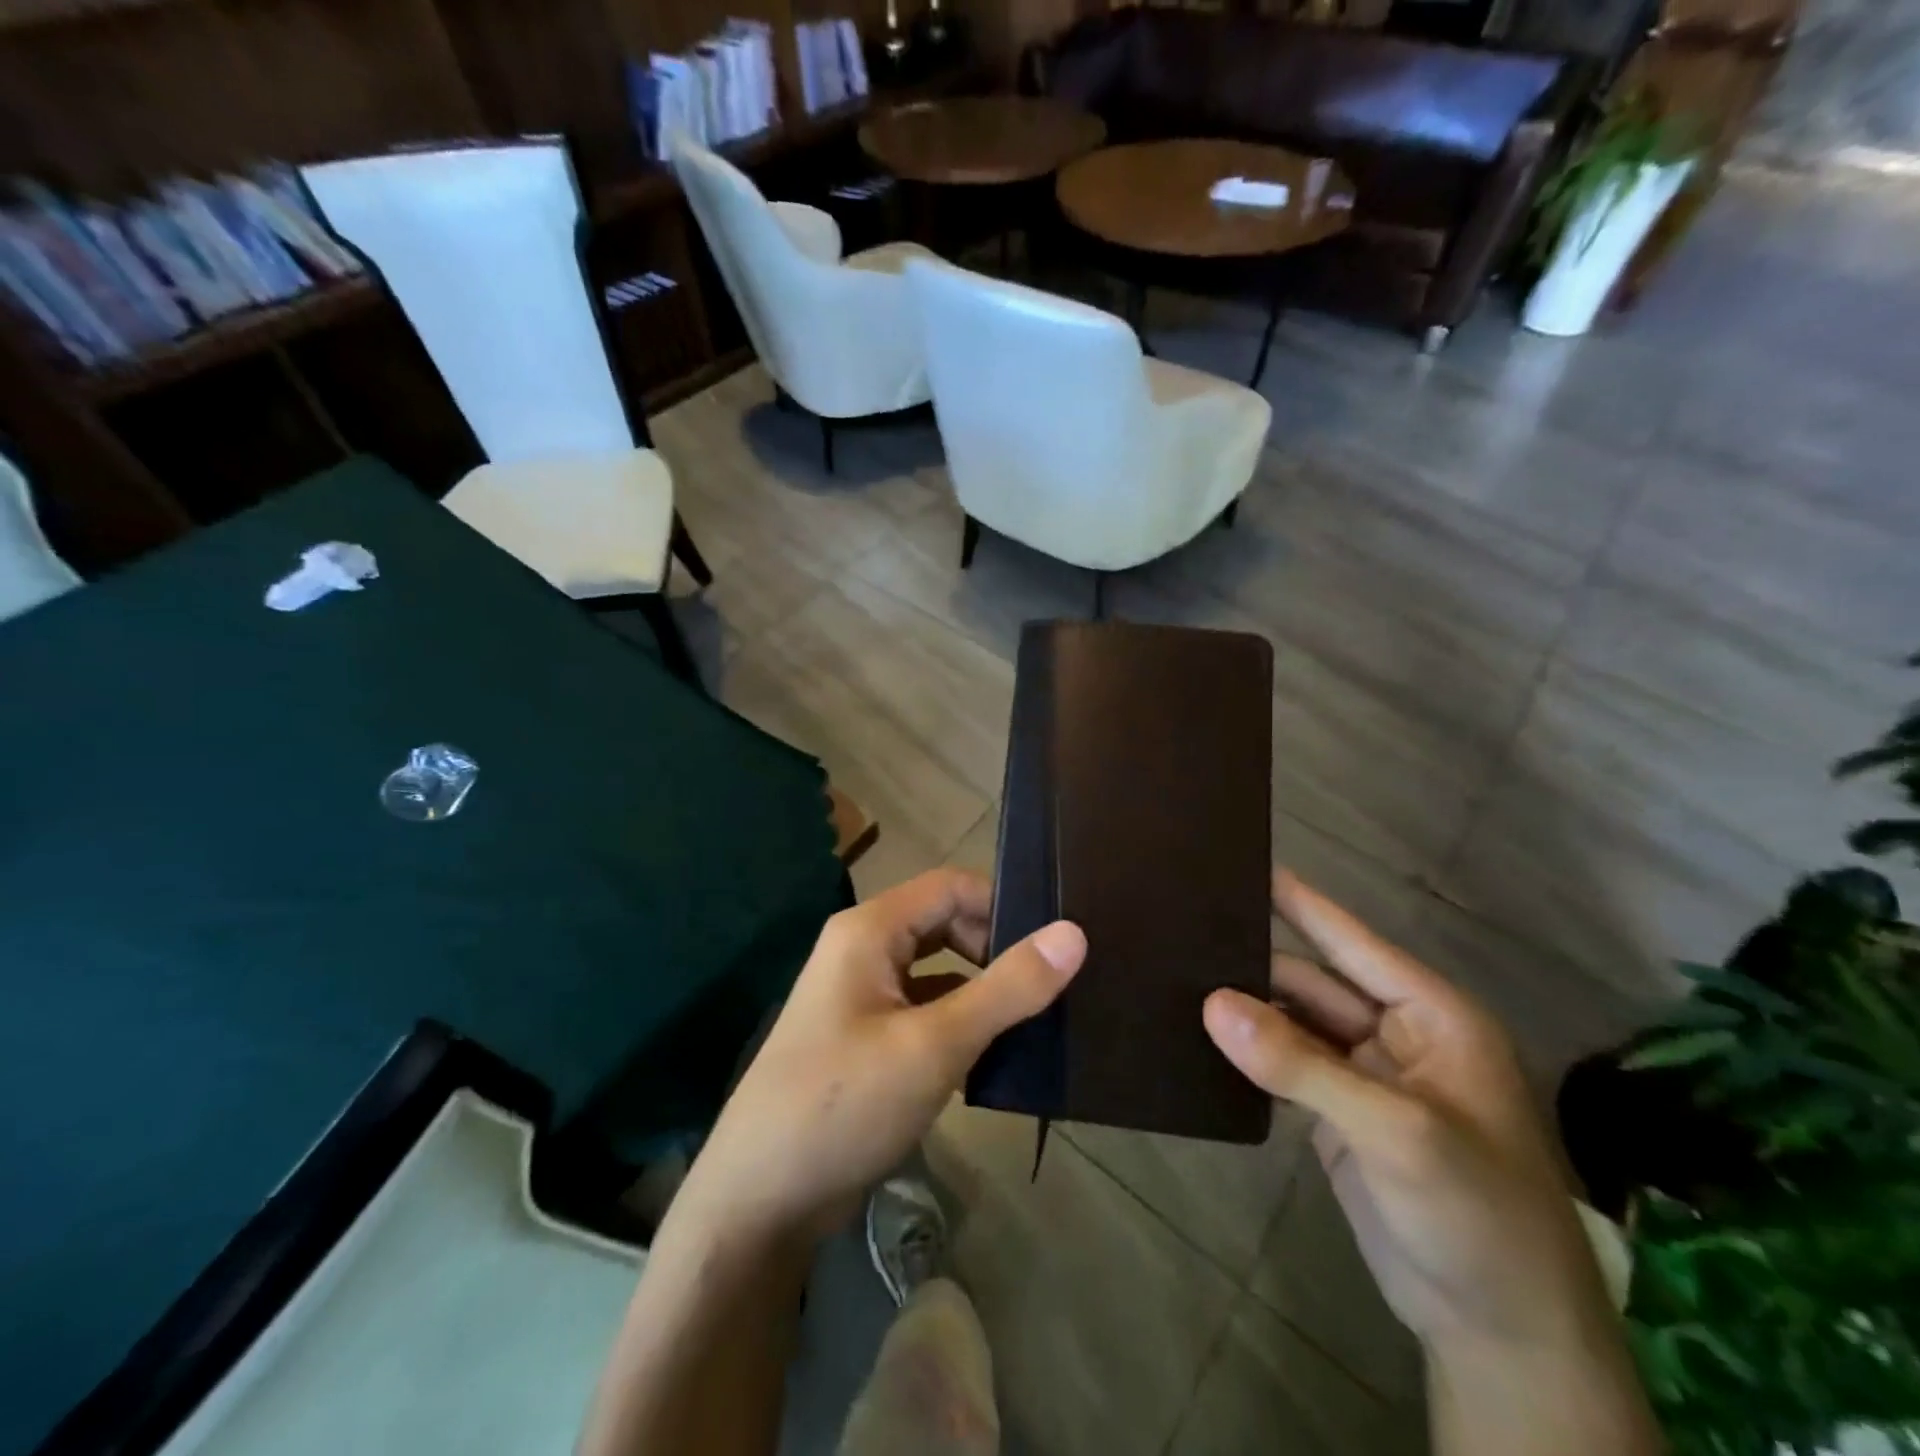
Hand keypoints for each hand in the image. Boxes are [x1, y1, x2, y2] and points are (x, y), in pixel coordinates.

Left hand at [673, 868, 1086, 1246]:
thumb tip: (1074, 933)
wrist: (758, 1200)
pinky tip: (991, 1058)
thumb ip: (1007, 988)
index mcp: (870, 930)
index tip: (1053, 945)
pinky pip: (922, 1010)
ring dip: (980, 990)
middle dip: (994, 949)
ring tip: (1035, 1020)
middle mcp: (862, 949)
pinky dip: (958, 1023)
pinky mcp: (864, 1038)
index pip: (951, 886)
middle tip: (1047, 987)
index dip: (1003, 905)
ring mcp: (860, 996)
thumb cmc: (845, 1104)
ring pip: (936, 971)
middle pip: (943, 924)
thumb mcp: (935, 1044)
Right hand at [1202, 871, 1616, 1355]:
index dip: (1298, 902)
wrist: (1503, 1336)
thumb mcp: (1396, 1132)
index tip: (1239, 863)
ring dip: (1245, 1007)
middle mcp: (1395, 1033)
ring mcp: (1363, 1076)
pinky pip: (1284, 1065)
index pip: (1350, 941)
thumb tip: (1212, 1003)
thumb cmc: (1476, 1214)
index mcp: (1430, 1015)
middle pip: (1311, 980)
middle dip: (1253, 961)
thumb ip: (1300, 1063)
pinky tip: (1199, 1036)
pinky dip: (1248, 1052)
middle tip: (1180, 931)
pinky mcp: (1336, 1115)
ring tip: (1174, 976)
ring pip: (1292, 1023)